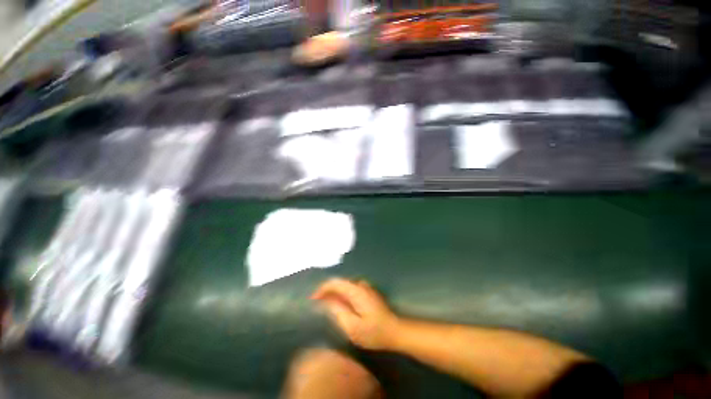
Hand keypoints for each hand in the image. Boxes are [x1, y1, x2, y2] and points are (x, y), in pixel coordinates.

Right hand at [311, 278, 399, 350]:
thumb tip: (325, 301)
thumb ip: (338, 311)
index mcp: (356, 290)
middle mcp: (360, 285)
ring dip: (333, 293)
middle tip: (316, 304)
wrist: (395, 330)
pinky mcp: (368, 292)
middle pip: (339, 283)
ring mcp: (365, 287)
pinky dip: (341, 295)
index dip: (321, 289)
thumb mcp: (353, 327)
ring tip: (324, 305)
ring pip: (344, 286)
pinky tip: (338, 305)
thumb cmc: (374, 332)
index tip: (312, 299)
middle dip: (326, 291)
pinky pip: (350, 289)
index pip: (335, 282)